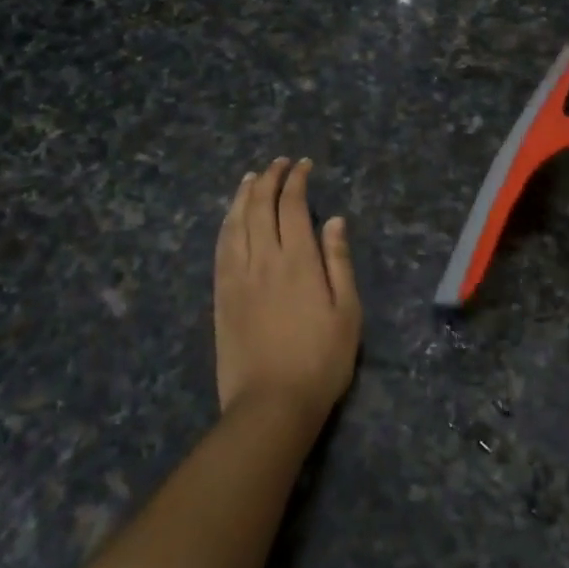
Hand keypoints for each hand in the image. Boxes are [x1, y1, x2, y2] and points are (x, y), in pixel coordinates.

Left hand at [213, 158, 362, 423]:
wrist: (272, 403)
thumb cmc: (321, 360)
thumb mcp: (348, 312)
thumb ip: (339, 261)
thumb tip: (334, 220)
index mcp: (298, 261)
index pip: (292, 205)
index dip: (297, 180)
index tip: (303, 165)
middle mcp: (263, 259)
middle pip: (260, 206)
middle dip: (270, 178)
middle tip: (279, 164)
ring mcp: (237, 276)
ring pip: (236, 222)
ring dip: (243, 195)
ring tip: (251, 177)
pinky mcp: (221, 295)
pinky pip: (220, 247)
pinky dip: (226, 223)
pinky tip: (230, 217)